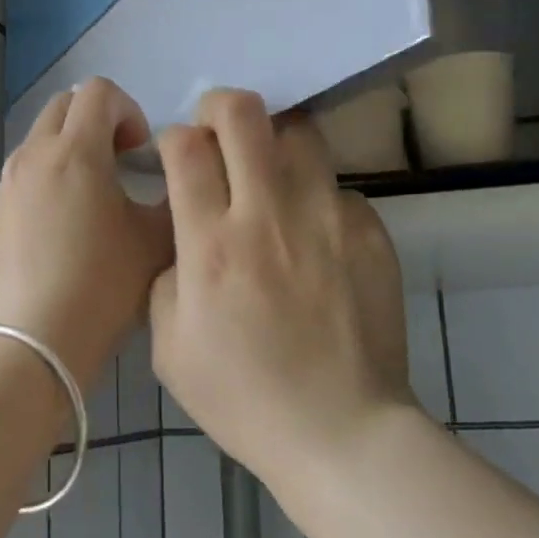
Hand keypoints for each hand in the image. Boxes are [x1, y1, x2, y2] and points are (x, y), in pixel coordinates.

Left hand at [0, 78, 174, 391]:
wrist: (35, 343)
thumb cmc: (103, 288)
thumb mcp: (156, 241)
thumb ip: (174, 197)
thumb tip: (174, 179)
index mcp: (75, 153)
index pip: (100, 92)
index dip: (130, 110)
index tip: (142, 152)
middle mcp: (33, 156)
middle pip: (65, 106)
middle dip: (99, 122)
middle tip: (123, 164)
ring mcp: (7, 185)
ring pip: (41, 139)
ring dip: (72, 149)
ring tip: (95, 197)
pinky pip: (26, 173)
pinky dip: (51, 177)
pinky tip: (67, 227)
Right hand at [149, 89, 416, 483]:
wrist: (340, 430)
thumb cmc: (244, 398)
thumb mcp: (170, 349)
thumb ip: (166, 278)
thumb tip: (186, 239)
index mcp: (211, 245)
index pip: (186, 146)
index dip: (175, 138)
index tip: (179, 156)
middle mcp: (269, 214)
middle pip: (244, 113)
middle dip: (221, 107)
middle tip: (219, 134)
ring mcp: (328, 218)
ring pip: (301, 134)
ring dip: (275, 145)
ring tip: (271, 180)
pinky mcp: (372, 232)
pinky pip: (338, 190)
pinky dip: (318, 201)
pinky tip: (316, 241)